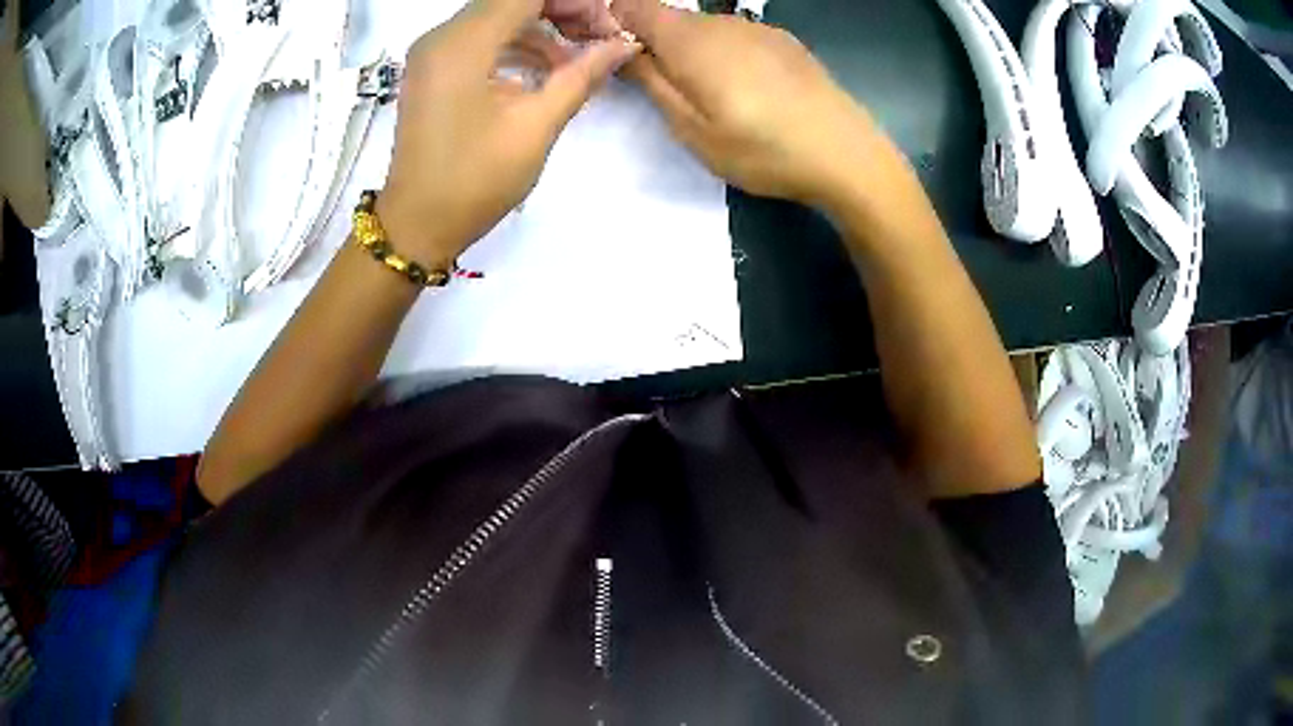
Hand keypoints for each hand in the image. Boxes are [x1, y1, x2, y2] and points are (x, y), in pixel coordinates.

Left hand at [377, 0, 639, 265]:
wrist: (417, 224)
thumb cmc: (474, 181)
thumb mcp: (535, 127)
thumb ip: (582, 75)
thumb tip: (624, 44)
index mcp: (462, 45)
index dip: (574, 3)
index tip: (604, 28)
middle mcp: (441, 36)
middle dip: (561, 10)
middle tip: (598, 39)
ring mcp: (433, 52)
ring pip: (497, 14)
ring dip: (541, 27)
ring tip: (577, 59)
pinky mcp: (433, 68)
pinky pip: (481, 37)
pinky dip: (516, 43)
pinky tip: (544, 70)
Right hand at [613, 0, 884, 211]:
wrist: (847, 154)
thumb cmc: (762, 148)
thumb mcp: (691, 129)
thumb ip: (651, 82)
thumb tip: (620, 49)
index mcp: (689, 39)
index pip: (633, 5)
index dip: (615, 23)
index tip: (615, 55)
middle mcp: (720, 21)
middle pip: (669, 18)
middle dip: (654, 43)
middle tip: (664, 89)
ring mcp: (757, 28)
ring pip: (704, 28)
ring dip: (693, 51)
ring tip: (713, 97)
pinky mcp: (784, 41)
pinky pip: (737, 36)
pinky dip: (725, 53)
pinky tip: (748, 89)